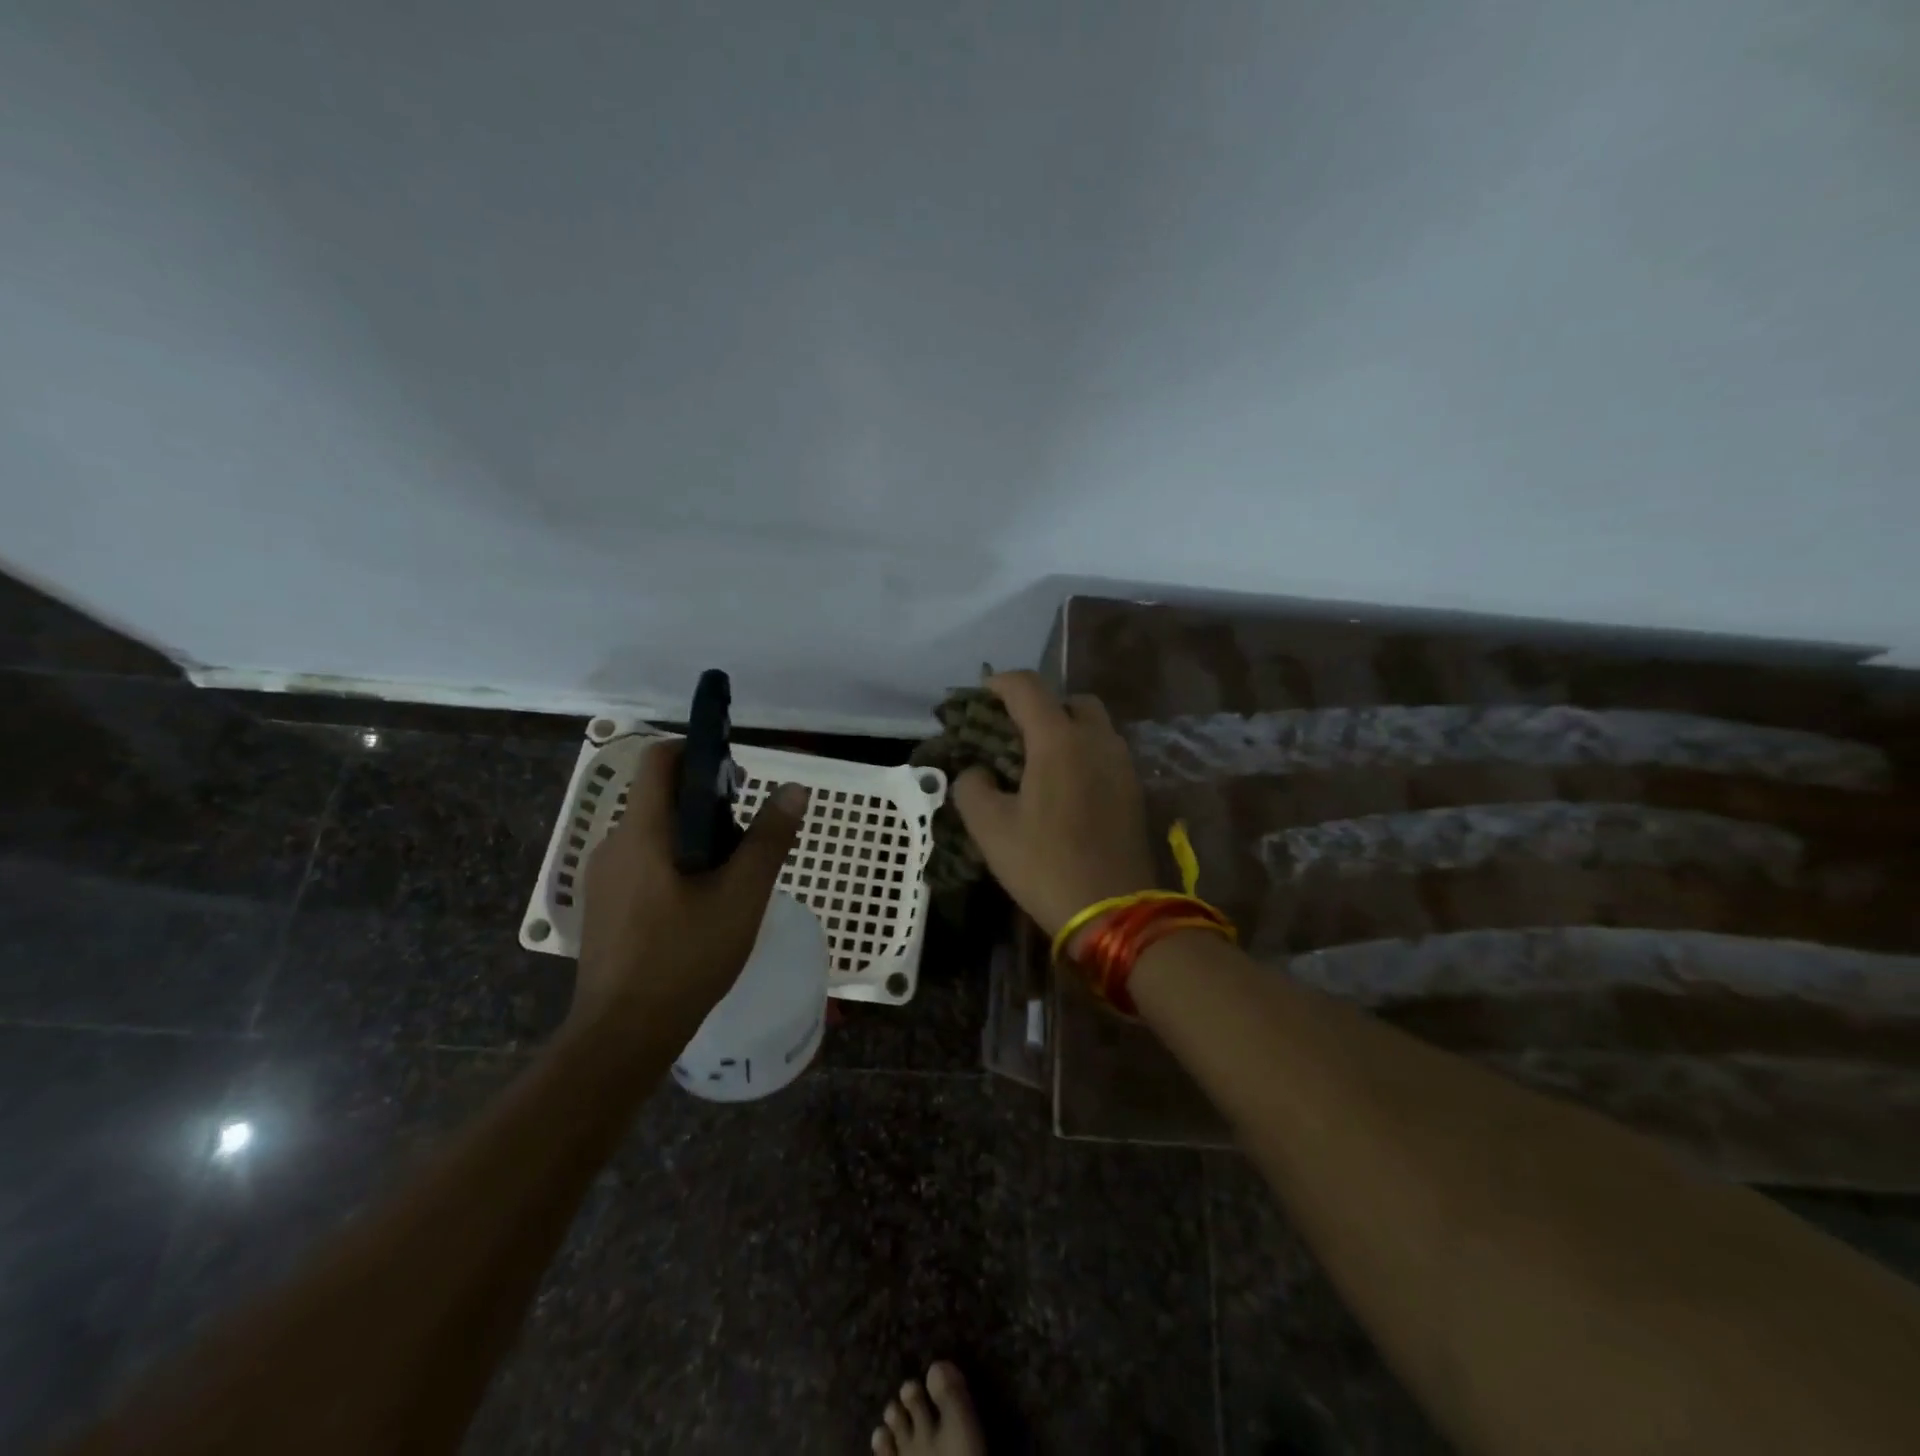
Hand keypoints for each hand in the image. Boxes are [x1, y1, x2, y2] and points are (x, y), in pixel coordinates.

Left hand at [573, 740, 808, 1031]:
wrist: (623, 1036)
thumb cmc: (685, 957)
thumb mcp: (741, 896)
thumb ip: (769, 839)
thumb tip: (794, 789)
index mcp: (642, 832)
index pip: (659, 760)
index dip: (697, 752)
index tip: (736, 775)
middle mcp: (614, 845)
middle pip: (660, 798)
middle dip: (707, 802)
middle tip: (748, 834)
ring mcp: (604, 879)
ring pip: (654, 834)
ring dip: (694, 837)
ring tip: (733, 874)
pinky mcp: (605, 908)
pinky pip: (644, 864)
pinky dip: (676, 864)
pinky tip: (702, 905)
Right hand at [951, 670, 1157, 940]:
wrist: (1113, 910)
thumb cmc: (1045, 865)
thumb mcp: (989, 829)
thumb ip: (972, 787)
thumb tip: (977, 772)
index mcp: (1058, 740)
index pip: (1027, 686)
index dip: (999, 683)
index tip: (979, 696)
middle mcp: (1096, 739)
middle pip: (1069, 700)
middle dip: (1039, 706)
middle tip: (1013, 734)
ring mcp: (1121, 763)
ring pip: (1092, 725)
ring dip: (1064, 730)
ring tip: (1037, 762)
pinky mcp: (1134, 788)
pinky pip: (1105, 752)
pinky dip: (1082, 753)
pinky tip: (1063, 787)